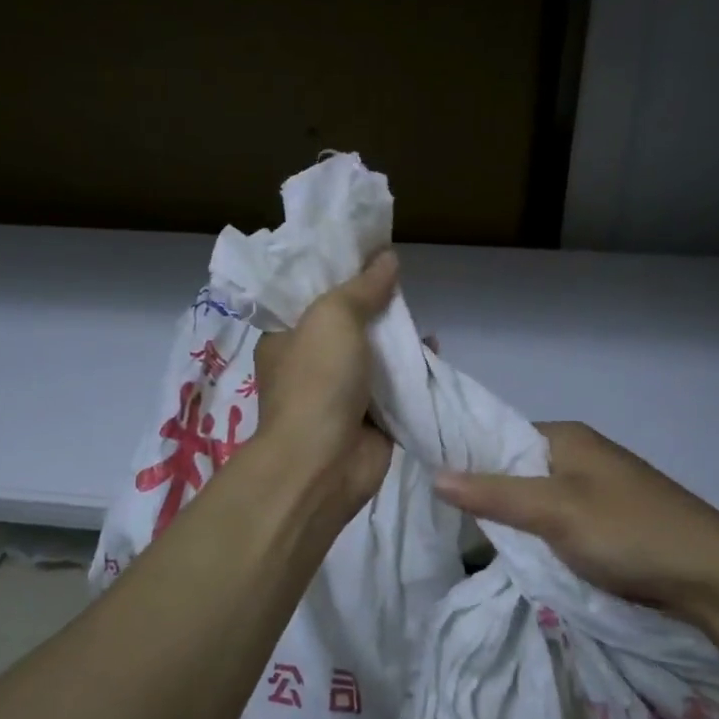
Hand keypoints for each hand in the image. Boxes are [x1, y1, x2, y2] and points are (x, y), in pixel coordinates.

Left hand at [251, 251, 396, 524]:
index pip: (309, 298)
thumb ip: (362, 287)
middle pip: (347, 326)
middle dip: (375, 307)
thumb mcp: (333, 317)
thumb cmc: (317, 381)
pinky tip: (432, 351)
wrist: (323, 464)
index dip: (338, 275)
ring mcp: (340, 394)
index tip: (367, 255)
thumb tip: (387, 257)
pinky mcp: (369, 419)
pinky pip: (394, 388)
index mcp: (286, 338)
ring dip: (397, 339)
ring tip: (421, 317)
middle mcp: (310, 365)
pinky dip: (412, 371)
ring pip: (374, 357)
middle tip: (401, 284)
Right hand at [432, 422, 718, 620]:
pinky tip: (522, 555)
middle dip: (489, 496)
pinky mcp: (609, 519)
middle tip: (451, 525)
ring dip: (515, 520)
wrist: (713, 576)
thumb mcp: (554, 511)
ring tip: (477, 543)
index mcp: (565, 436)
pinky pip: (559, 520)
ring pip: (537, 499)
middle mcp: (580, 454)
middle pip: (516, 469)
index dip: (467, 460)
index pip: (498, 437)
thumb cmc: (627, 531)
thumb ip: (494, 493)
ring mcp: (597, 487)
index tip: (433, 491)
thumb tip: (434, 474)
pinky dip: (540, 535)